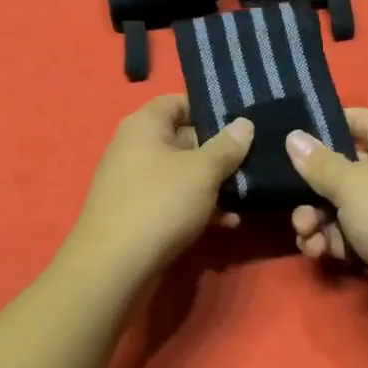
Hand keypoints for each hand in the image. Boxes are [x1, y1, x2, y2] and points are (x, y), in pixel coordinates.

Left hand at [63, 96, 253, 283]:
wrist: (113, 265)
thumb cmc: (160, 203)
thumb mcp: (202, 171)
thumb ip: (227, 146)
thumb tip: (244, 123)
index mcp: (144, 124)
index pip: (178, 101)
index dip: (210, 109)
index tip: (242, 123)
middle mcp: (135, 147)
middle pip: (183, 138)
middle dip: (218, 151)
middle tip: (254, 160)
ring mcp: (134, 181)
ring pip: (181, 173)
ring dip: (213, 183)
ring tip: (248, 193)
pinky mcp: (137, 212)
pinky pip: (173, 200)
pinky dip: (198, 206)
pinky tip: (227, 222)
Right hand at [285, 109, 367, 353]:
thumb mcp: (354, 186)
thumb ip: (318, 163)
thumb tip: (293, 136)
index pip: (350, 119)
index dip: (317, 127)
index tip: (282, 141)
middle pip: (336, 167)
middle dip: (308, 189)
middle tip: (289, 204)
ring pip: (335, 204)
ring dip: (314, 220)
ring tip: (308, 237)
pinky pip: (345, 232)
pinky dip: (330, 241)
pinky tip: (320, 253)